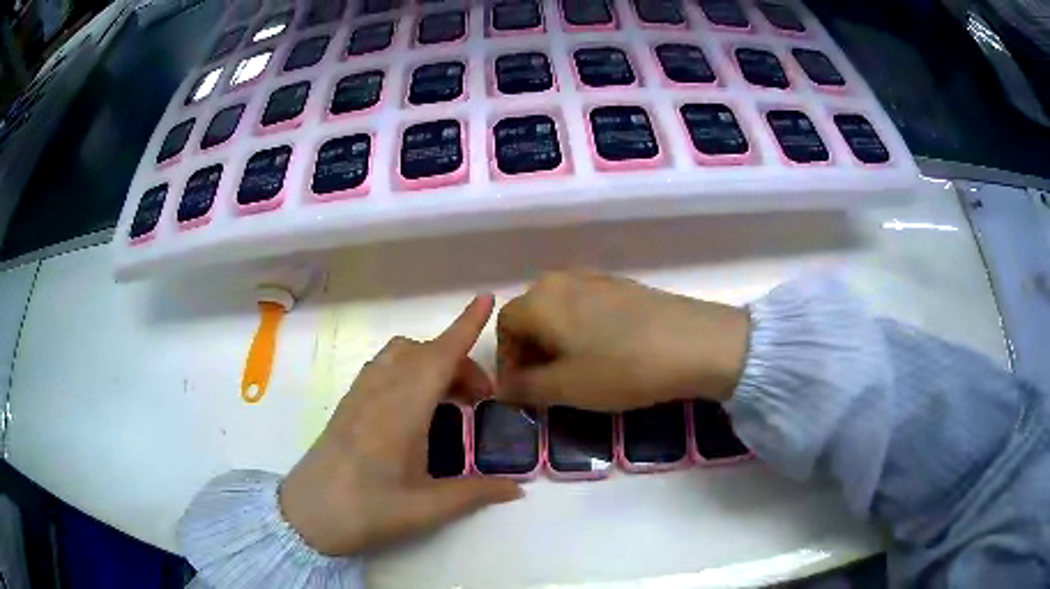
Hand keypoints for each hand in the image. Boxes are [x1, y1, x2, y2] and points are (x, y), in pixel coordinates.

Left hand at [279, 295, 521, 556]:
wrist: (307, 515)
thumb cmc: (367, 511)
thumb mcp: (426, 508)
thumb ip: (475, 493)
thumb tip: (517, 488)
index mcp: (402, 411)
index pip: (439, 356)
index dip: (465, 326)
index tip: (486, 299)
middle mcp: (379, 391)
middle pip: (424, 352)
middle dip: (459, 361)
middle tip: (481, 400)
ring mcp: (359, 394)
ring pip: (400, 354)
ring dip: (431, 361)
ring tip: (448, 399)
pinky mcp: (348, 403)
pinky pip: (383, 366)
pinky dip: (408, 368)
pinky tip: (415, 406)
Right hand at [497, 272, 749, 410]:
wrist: (694, 343)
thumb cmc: (621, 368)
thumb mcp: (566, 388)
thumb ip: (525, 387)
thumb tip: (503, 387)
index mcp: (539, 299)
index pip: (504, 328)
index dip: (508, 362)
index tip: (523, 392)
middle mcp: (561, 280)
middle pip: (530, 317)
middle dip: (531, 353)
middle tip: (548, 386)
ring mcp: (594, 278)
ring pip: (558, 313)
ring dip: (557, 344)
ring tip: (578, 373)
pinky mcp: (621, 285)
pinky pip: (585, 308)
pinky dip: (582, 332)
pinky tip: (607, 354)